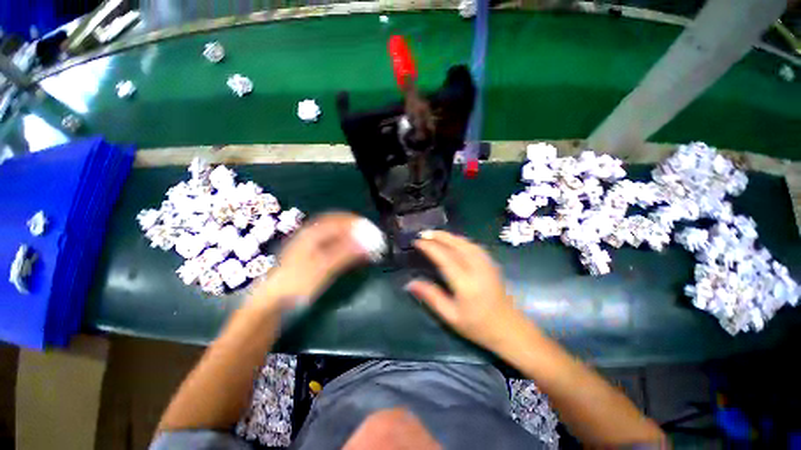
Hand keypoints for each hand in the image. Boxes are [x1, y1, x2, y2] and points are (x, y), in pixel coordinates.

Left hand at [249, 212, 368, 310]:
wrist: (273, 300)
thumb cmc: (297, 283)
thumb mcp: (323, 268)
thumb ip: (346, 253)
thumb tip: (368, 242)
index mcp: (313, 233)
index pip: (340, 220)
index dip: (358, 223)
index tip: (373, 230)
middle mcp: (312, 233)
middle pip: (339, 224)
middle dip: (357, 228)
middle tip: (372, 236)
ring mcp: (311, 243)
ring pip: (336, 233)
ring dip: (352, 235)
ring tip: (366, 243)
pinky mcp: (312, 253)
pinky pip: (333, 242)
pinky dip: (346, 244)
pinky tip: (352, 251)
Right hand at [406, 230, 524, 350]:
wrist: (510, 329)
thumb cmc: (478, 326)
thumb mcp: (450, 316)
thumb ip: (431, 296)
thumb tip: (409, 283)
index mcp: (466, 283)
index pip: (445, 257)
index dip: (430, 247)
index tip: (417, 242)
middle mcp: (477, 268)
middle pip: (456, 245)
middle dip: (438, 236)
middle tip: (423, 233)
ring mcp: (486, 264)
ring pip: (465, 242)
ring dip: (449, 236)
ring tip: (434, 235)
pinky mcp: (491, 264)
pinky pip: (473, 246)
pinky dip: (460, 240)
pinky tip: (453, 241)